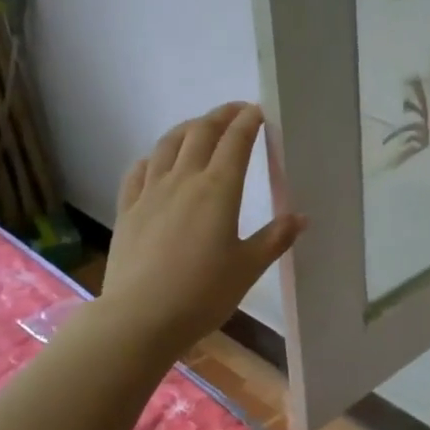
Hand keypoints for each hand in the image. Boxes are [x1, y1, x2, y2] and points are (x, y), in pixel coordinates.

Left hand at [97, 103, 304, 359]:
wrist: (141, 317)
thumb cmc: (203, 294)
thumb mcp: (248, 268)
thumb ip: (275, 238)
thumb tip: (301, 217)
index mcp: (218, 190)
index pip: (235, 142)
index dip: (248, 122)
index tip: (259, 111)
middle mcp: (183, 180)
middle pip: (200, 133)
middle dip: (220, 116)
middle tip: (236, 112)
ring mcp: (150, 192)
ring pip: (168, 144)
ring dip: (187, 128)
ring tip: (200, 127)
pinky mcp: (129, 209)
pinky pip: (140, 170)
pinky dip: (155, 156)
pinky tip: (159, 161)